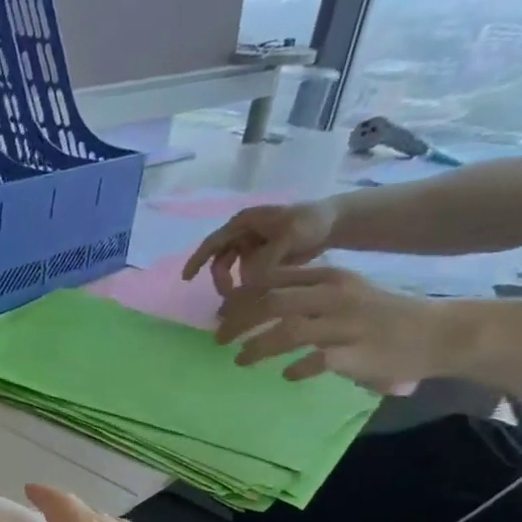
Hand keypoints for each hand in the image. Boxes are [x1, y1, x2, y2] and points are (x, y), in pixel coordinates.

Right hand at [183, 199, 338, 289]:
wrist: (335, 223)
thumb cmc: (311, 222)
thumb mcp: (290, 237)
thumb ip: (267, 259)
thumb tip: (247, 281)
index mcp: (243, 223)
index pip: (213, 243)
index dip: (196, 260)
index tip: (186, 279)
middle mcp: (242, 234)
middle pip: (220, 261)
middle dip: (222, 280)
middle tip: (230, 298)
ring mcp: (250, 247)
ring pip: (232, 271)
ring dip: (235, 285)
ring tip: (245, 299)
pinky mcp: (260, 259)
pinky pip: (246, 275)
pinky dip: (247, 286)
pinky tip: (256, 296)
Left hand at [216, 264, 463, 391]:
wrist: (436, 333)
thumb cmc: (379, 315)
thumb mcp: (342, 292)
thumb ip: (304, 294)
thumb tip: (253, 305)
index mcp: (330, 277)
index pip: (274, 279)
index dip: (241, 297)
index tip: (220, 313)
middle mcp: (335, 297)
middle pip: (273, 303)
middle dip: (238, 321)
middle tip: (218, 339)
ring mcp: (346, 325)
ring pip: (289, 331)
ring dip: (257, 347)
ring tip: (240, 360)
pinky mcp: (356, 354)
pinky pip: (317, 360)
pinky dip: (296, 368)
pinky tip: (286, 375)